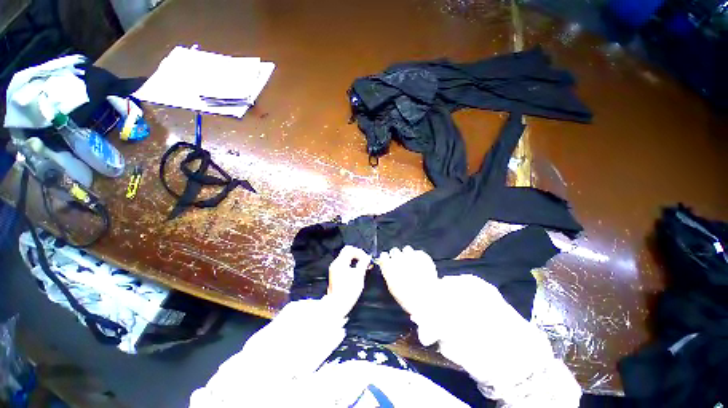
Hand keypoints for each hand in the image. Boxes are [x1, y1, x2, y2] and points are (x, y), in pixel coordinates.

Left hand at [326, 245, 371, 316]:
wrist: (337, 305)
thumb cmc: (348, 291)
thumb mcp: (359, 276)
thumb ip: (363, 264)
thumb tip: (367, 257)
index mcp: (341, 262)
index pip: (350, 249)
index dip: (359, 252)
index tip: (366, 258)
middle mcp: (336, 263)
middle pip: (347, 252)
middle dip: (357, 255)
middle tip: (365, 261)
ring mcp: (334, 269)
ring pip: (345, 258)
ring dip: (354, 259)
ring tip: (362, 266)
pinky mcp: (335, 274)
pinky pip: (343, 264)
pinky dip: (350, 264)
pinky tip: (356, 271)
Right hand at [377, 246, 438, 316]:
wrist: (425, 297)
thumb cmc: (406, 296)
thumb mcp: (392, 287)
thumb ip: (388, 274)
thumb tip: (388, 268)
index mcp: (388, 265)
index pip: (384, 255)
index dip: (386, 258)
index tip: (388, 261)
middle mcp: (398, 258)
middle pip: (394, 251)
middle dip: (396, 256)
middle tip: (400, 263)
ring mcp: (411, 255)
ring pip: (407, 249)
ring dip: (407, 254)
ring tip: (411, 263)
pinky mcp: (422, 256)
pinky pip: (418, 253)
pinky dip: (418, 257)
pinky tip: (420, 264)